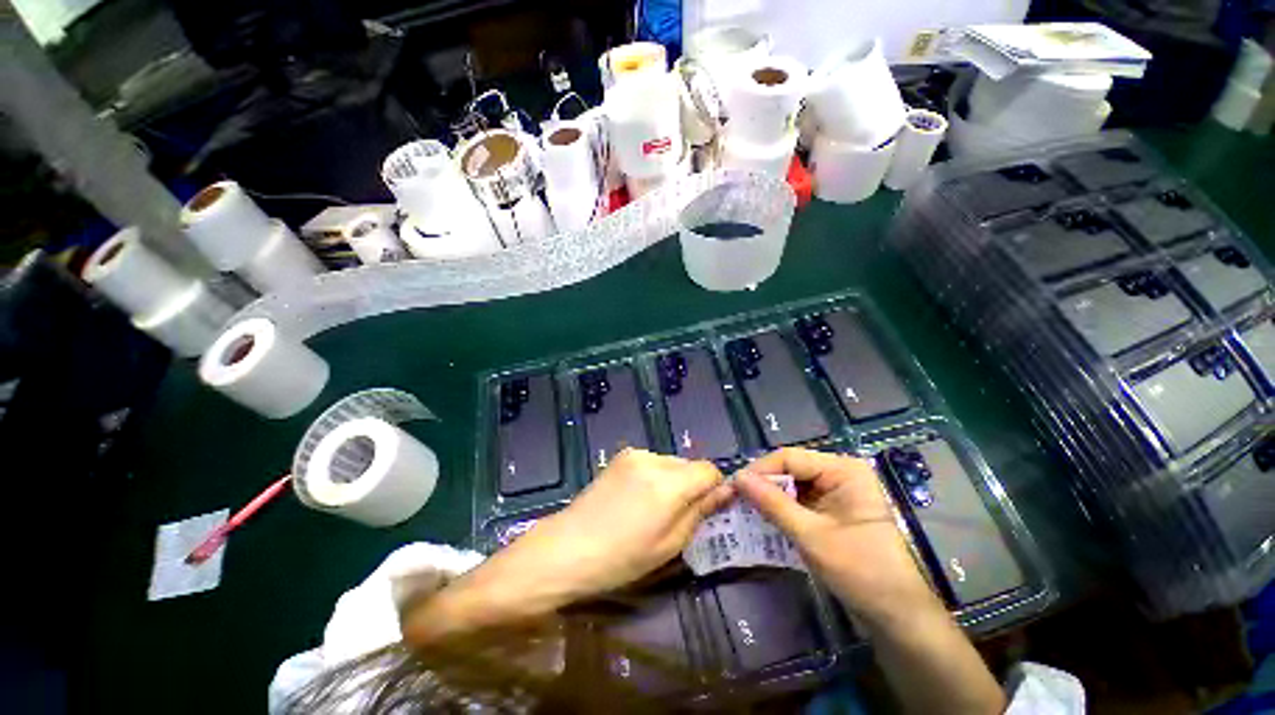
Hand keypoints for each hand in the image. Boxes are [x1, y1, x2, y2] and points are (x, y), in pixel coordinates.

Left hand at [520, 448, 731, 596]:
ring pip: (671, 462)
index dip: (715, 488)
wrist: (568, 547)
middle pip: (689, 464)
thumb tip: (726, 491)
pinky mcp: (621, 456)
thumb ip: (700, 512)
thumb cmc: (622, 558)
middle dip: (692, 485)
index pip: (709, 470)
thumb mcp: (670, 544)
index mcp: (668, 483)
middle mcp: (653, 459)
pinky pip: (652, 462)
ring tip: (653, 508)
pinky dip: (655, 476)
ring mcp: (634, 454)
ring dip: (673, 480)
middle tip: (678, 515)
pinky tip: (636, 498)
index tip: (708, 509)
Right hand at [736, 448, 942, 625]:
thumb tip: (738, 478)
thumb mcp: (810, 536)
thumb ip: (772, 503)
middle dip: (764, 484)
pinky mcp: (834, 510)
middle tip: (736, 499)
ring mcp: (838, 492)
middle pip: (791, 469)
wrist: (897, 617)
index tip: (734, 487)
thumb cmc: (860, 572)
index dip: (760, 470)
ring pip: (793, 485)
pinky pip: (800, 501)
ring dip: (771, 498)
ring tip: (745, 509)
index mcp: (843, 470)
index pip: (790, 457)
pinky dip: (782, 510)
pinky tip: (764, 520)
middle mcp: (841, 473)